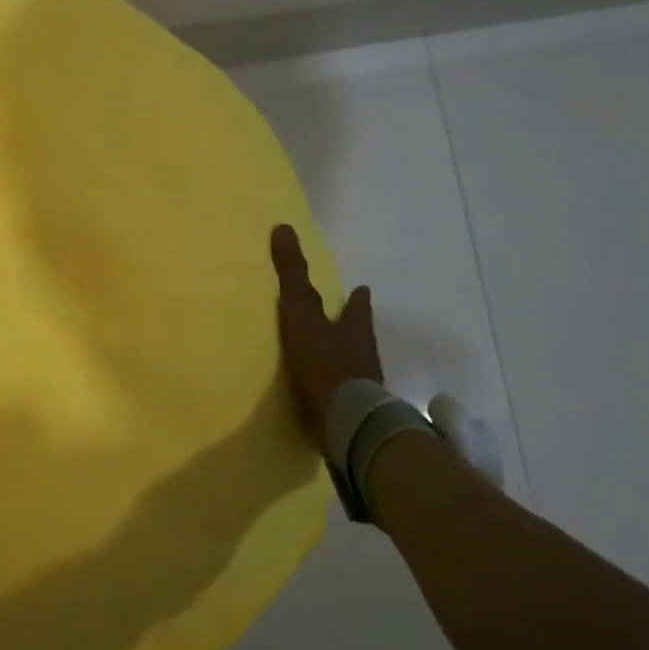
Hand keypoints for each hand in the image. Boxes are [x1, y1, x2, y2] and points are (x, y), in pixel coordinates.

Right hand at [271, 224, 383, 449]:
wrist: (347, 421)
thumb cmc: (323, 362)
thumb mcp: (302, 313)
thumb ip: (293, 276)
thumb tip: (283, 227)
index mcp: (354, 327)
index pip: (357, 306)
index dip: (357, 298)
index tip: (361, 288)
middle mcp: (364, 353)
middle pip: (361, 335)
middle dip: (354, 327)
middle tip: (346, 323)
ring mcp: (365, 385)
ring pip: (357, 364)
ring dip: (348, 358)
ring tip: (334, 358)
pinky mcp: (357, 413)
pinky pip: (348, 394)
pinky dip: (340, 389)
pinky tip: (329, 395)